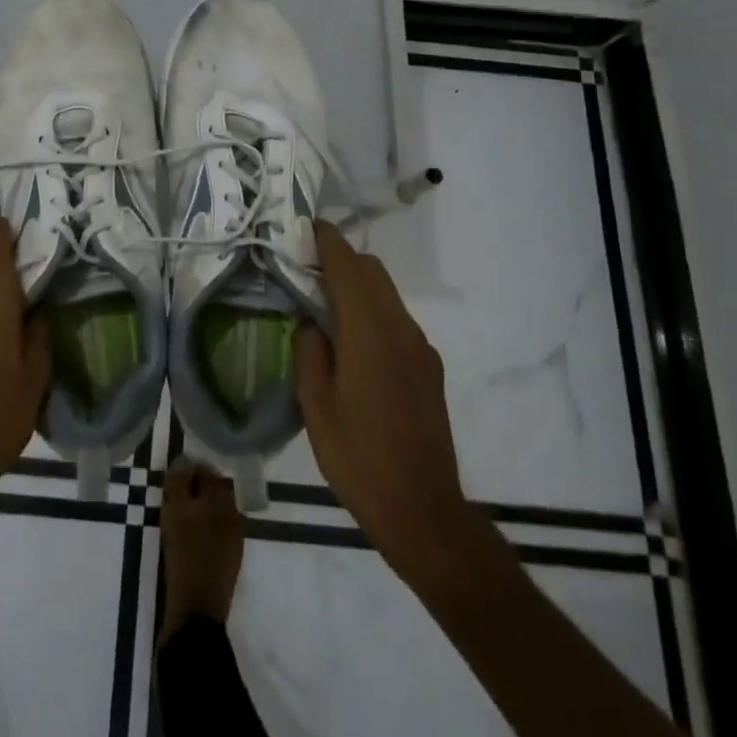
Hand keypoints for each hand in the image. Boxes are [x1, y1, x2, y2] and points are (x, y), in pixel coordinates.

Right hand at [294, 221, 483, 593]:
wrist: (423, 510)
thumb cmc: (359, 457)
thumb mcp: (316, 405)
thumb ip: (309, 352)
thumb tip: (311, 324)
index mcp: (369, 333)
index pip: (349, 267)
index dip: (328, 242)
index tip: (309, 225)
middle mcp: (401, 330)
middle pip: (374, 272)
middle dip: (343, 260)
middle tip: (307, 270)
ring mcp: (420, 349)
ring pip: (387, 295)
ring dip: (359, 287)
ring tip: (325, 307)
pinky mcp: (429, 369)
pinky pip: (397, 321)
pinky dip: (373, 313)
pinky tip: (353, 345)